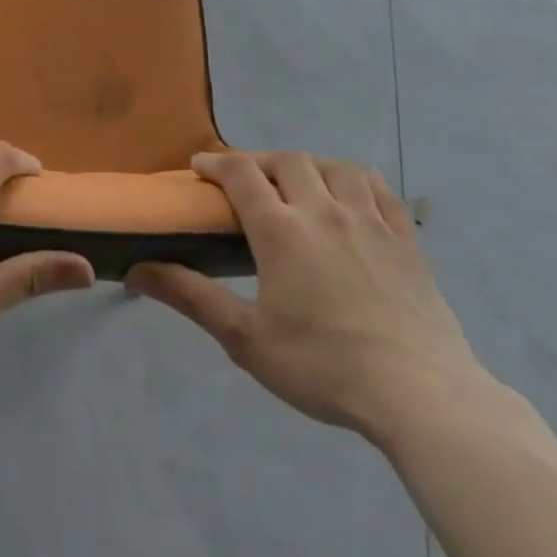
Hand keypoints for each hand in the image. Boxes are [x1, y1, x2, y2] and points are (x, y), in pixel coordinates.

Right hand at [127, 151, 481, 443]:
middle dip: (259, 161)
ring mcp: (371, 222)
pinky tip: (351, 199)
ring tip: (298, 185)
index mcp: (281, 230)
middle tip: (245, 181)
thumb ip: (190, 296)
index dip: (216, 162)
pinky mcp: (407, 241)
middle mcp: (324, 211)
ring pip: (336, 166)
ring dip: (309, 166)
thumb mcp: (244, 338)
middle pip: (288, 160)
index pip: (241, 173)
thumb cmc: (323, 366)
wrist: (420, 396)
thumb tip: (136, 270)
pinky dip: (356, 181)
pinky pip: (380, 190)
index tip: (199, 167)